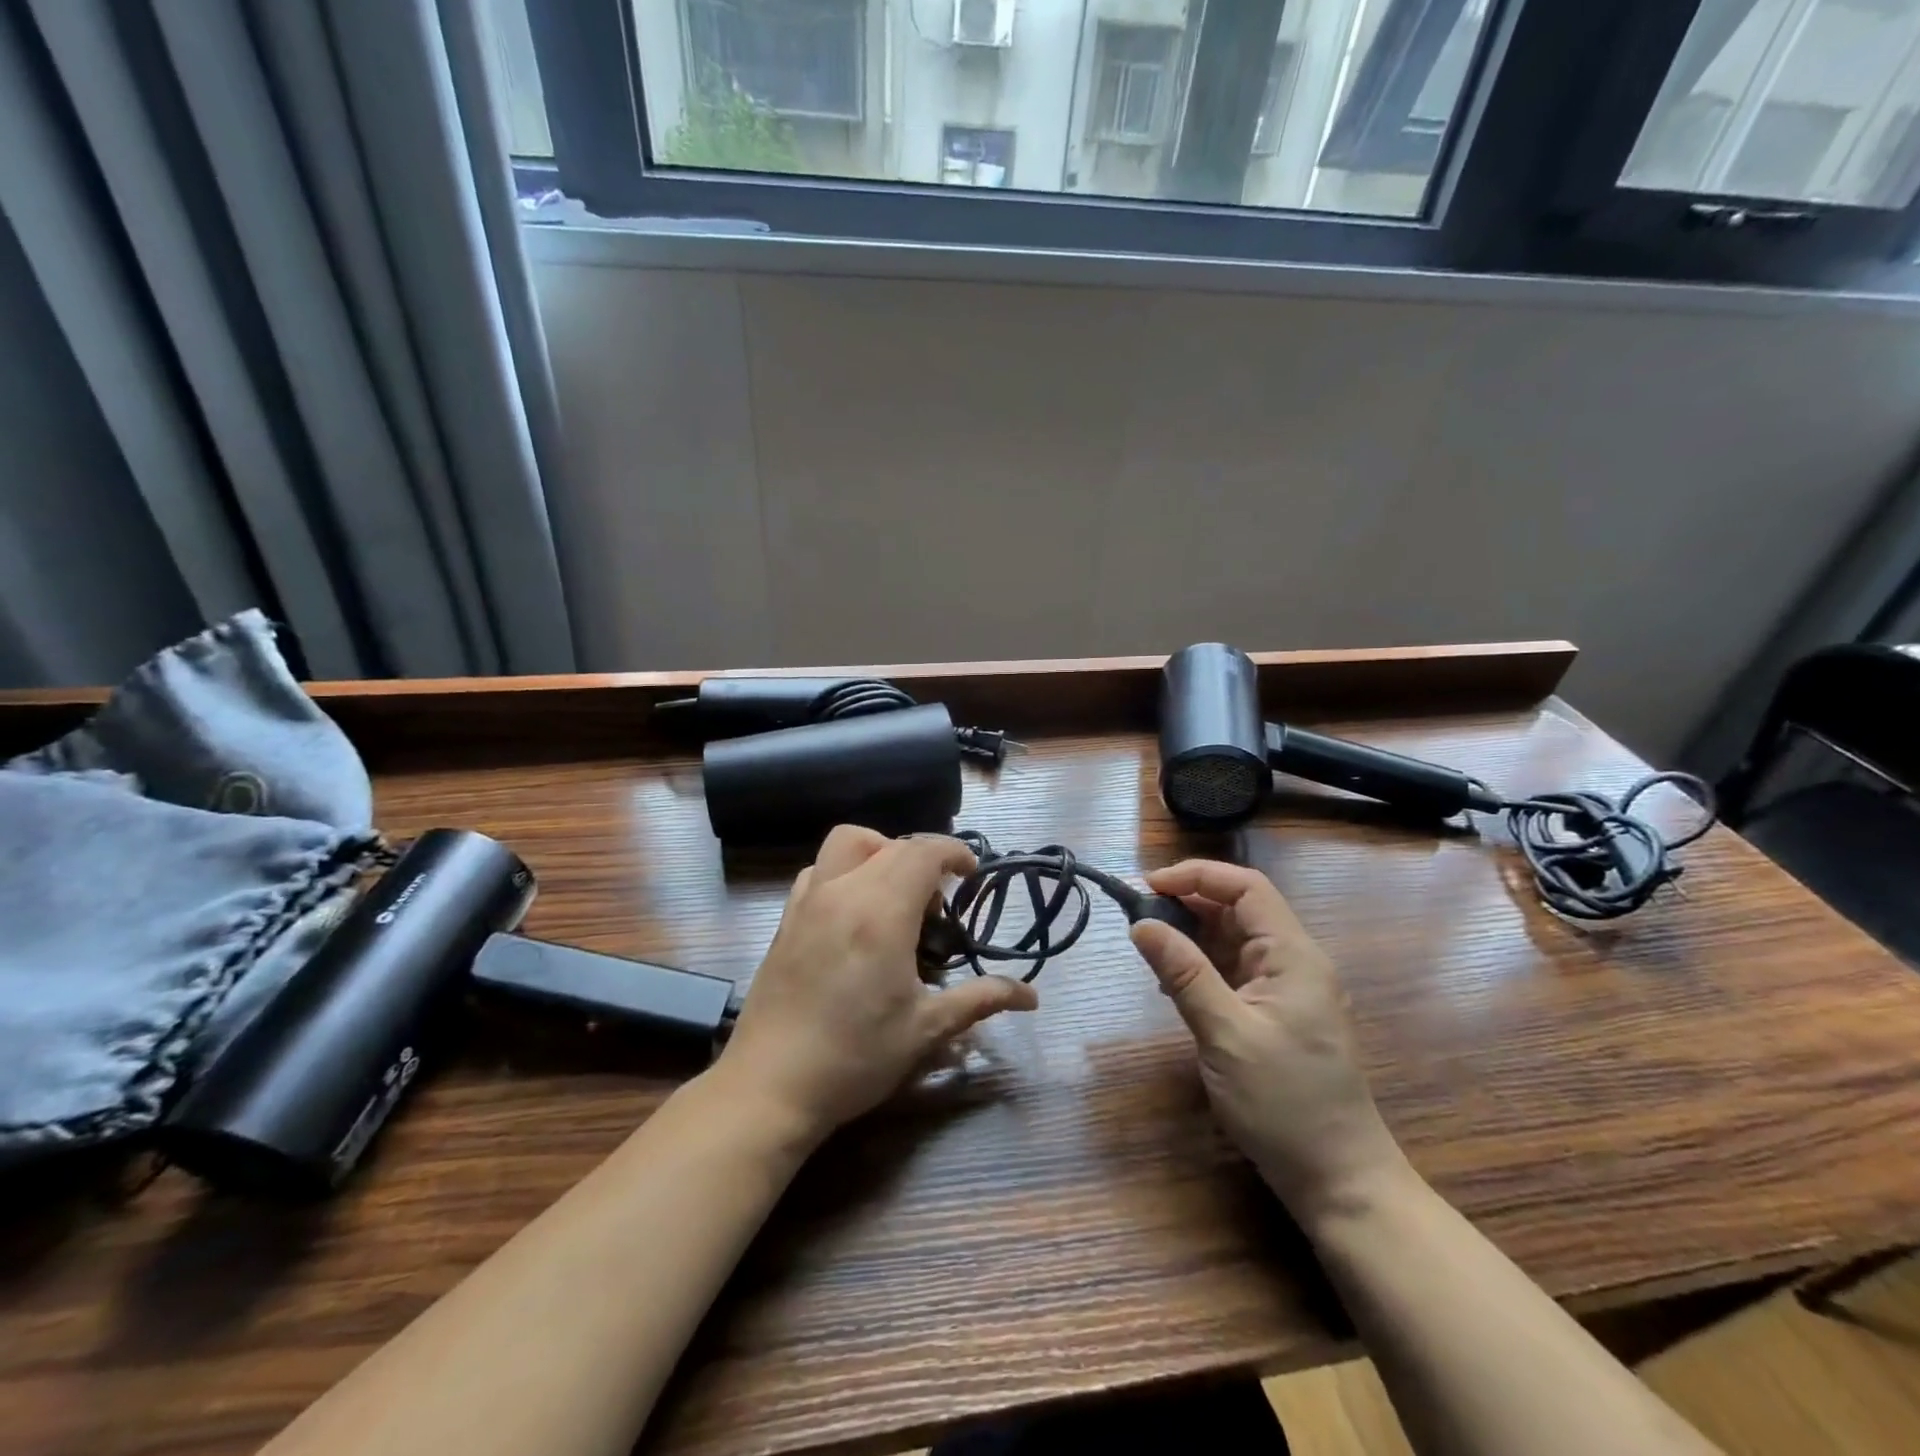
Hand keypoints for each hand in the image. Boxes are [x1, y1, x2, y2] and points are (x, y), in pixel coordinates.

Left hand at [721, 826, 1038, 1141]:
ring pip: (847, 844)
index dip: (953, 852)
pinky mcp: (785, 919)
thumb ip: (980, 1000)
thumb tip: (1031, 997)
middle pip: (890, 844)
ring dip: (880, 853)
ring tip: (894, 899)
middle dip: (922, 859)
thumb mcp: (925, 1030)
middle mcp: (842, 892)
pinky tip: (854, 916)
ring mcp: (808, 902)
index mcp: (881, 912)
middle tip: (937, 906)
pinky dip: (845, 872)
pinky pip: (820, 869)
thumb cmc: (855, 1058)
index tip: (970, 876)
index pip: (922, 851)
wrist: (769, 1087)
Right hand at [1129, 860, 1406, 1226]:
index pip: (1245, 887)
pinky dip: (1201, 964)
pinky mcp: (1276, 1013)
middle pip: (1238, 908)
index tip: (1147, 886)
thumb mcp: (1225, 1034)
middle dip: (1188, 902)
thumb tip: (1140, 923)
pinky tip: (1172, 980)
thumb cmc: (1285, 1104)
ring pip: (1233, 938)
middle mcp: (1293, 961)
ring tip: (1148, 945)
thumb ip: (1183, 973)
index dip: (1196, 876)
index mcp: (1292, 955)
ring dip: (1191, 934)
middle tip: (1137, 916)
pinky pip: (1234, 970)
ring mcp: (1286, 988)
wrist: (1339, 1180)